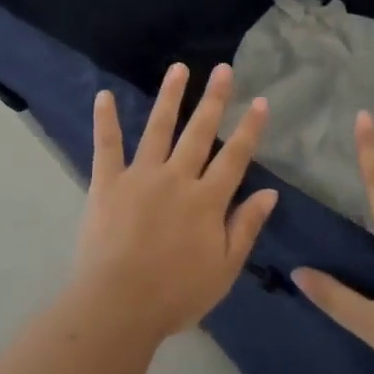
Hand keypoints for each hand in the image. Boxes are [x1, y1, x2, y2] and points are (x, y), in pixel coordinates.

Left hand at [70, 63, 279, 342]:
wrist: (119, 304)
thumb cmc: (176, 294)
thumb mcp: (224, 269)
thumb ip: (245, 227)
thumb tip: (270, 192)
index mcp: (207, 200)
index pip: (235, 157)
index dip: (249, 129)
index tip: (260, 101)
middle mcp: (177, 178)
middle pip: (199, 133)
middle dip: (214, 99)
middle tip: (223, 69)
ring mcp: (140, 176)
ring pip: (158, 129)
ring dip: (169, 97)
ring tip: (178, 69)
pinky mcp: (107, 183)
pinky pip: (106, 147)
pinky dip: (105, 121)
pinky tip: (103, 95)